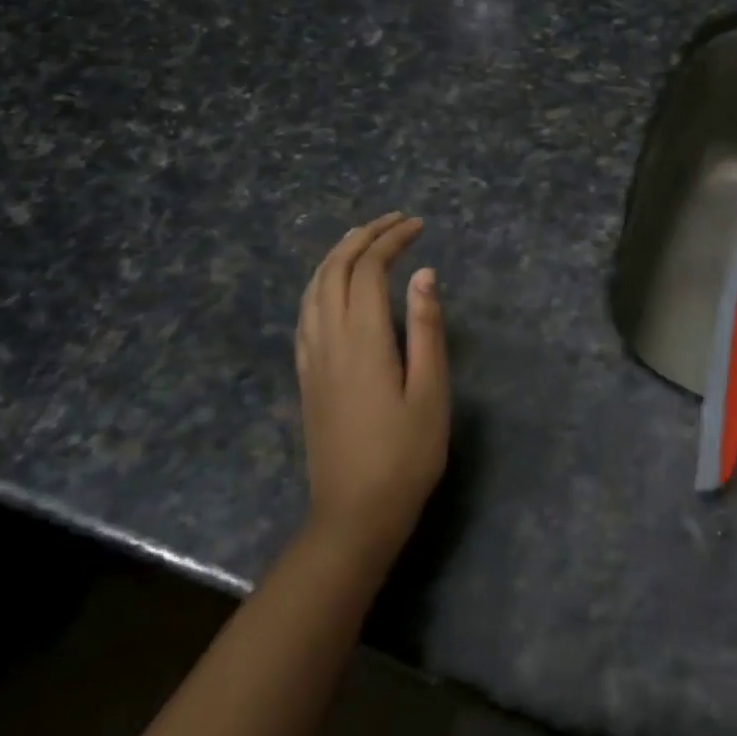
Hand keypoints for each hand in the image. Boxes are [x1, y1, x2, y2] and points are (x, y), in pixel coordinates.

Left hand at [294, 213, 448, 552]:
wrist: (354, 514)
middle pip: (336, 269)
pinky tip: (333, 286)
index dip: (392, 239)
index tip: (419, 225)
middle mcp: (329, 338)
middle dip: (364, 236)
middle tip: (395, 221)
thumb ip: (427, 328)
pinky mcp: (306, 375)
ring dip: (338, 255)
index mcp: (363, 338)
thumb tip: (424, 273)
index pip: (370, 268)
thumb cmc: (406, 454)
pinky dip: (320, 283)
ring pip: (314, 288)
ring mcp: (312, 357)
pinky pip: (305, 312)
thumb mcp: (431, 392)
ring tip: (364, 239)